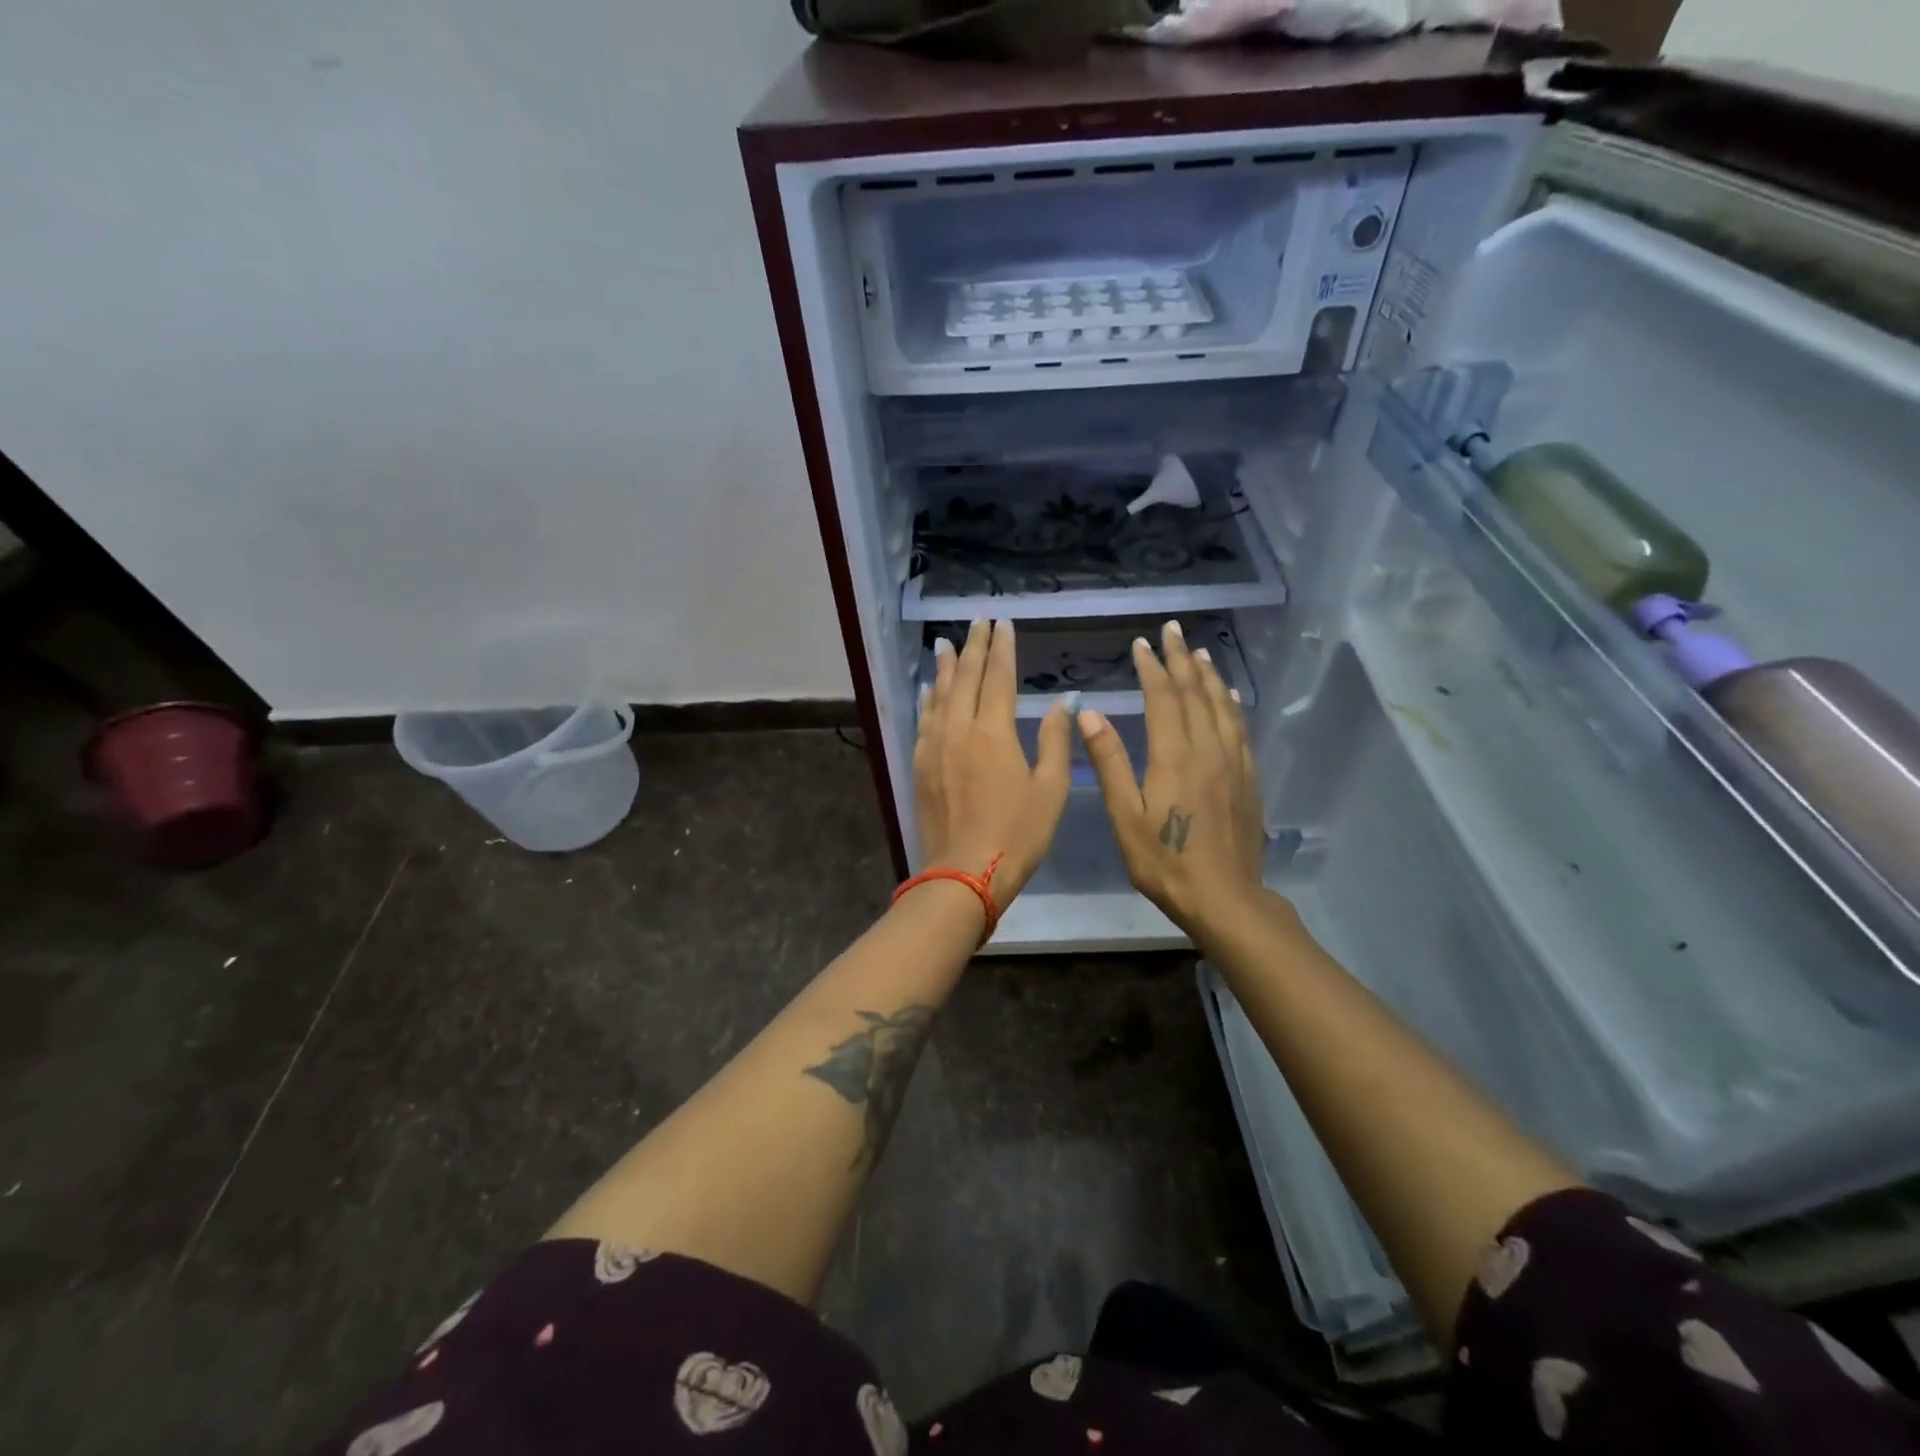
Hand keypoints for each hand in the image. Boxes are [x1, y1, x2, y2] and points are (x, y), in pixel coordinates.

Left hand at [915, 619, 1072, 909]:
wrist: (964, 873)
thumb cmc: (1017, 834)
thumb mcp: (1050, 789)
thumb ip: (1056, 740)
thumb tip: (1064, 701)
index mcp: (995, 732)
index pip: (999, 677)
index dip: (1002, 648)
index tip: (1003, 623)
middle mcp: (960, 729)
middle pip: (966, 678)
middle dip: (973, 647)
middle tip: (977, 621)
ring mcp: (934, 747)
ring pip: (940, 695)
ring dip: (946, 667)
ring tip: (947, 644)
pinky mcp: (920, 765)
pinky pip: (923, 721)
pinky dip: (928, 700)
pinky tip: (928, 690)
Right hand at [1078, 620, 1275, 941]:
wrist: (1225, 898)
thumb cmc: (1165, 861)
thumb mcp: (1125, 815)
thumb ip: (1110, 762)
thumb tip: (1090, 713)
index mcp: (1174, 756)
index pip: (1163, 698)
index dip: (1151, 668)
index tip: (1142, 643)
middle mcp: (1208, 749)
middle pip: (1195, 693)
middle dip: (1180, 659)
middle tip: (1172, 630)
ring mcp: (1233, 763)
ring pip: (1222, 706)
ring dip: (1208, 676)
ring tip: (1199, 653)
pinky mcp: (1248, 778)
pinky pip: (1240, 728)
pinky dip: (1231, 704)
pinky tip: (1229, 698)